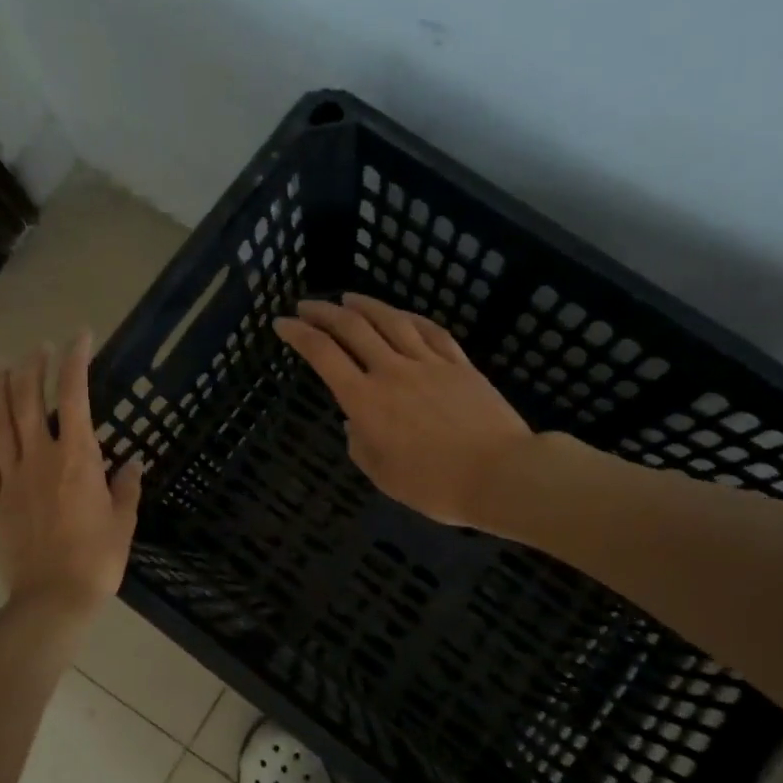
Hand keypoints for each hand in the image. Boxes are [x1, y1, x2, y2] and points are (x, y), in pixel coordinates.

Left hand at [0, 332, 141, 616]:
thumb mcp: (123, 521)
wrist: (53, 598)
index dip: (75, 361)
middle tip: (38, 348)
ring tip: (0, 364)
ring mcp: (10, 477)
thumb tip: (132, 463)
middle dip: (32, 367)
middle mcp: (39, 458)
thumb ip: (126, 487)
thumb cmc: (97, 559)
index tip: (80, 337)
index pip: (73, 396)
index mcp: (76, 459)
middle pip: (27, 400)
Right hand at [273, 294, 531, 527]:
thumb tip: (353, 422)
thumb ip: (360, 445)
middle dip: (324, 311)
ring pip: (391, 321)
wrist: (500, 474)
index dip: (298, 334)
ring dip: (365, 305)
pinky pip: (431, 331)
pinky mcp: (459, 364)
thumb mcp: (383, 476)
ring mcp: (428, 363)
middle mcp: (391, 371)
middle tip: (306, 305)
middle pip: (352, 328)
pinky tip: (402, 315)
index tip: (282, 323)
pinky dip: (410, 318)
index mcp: (365, 400)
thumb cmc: (435, 485)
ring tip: (348, 297)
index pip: (323, 355)